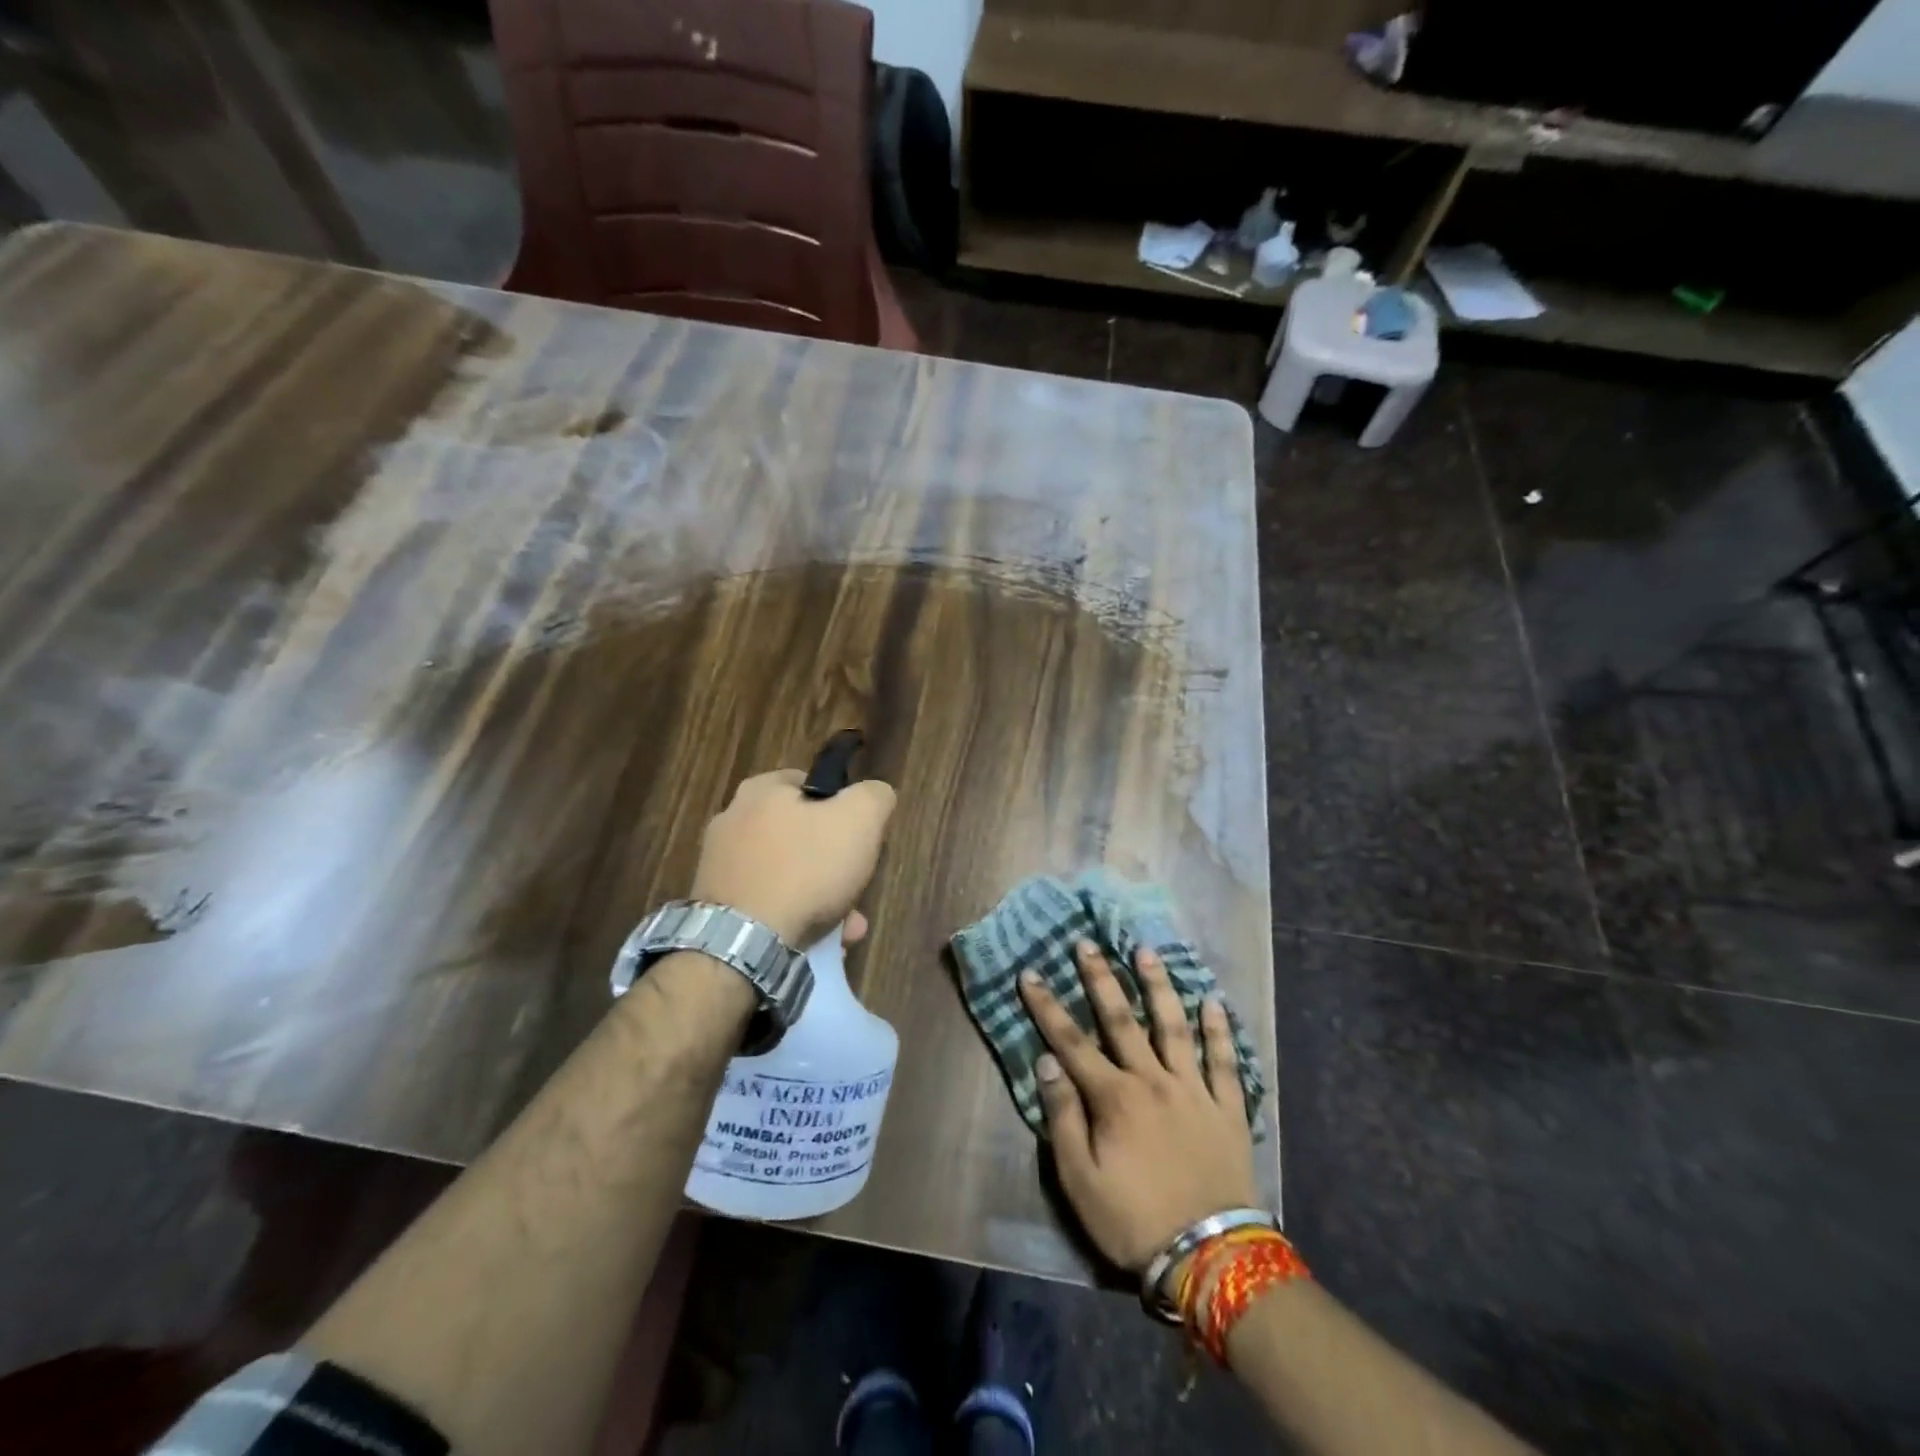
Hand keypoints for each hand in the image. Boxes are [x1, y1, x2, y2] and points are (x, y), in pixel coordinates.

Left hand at [691, 769, 895, 947]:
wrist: (745, 943)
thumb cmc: (806, 869)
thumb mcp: (860, 819)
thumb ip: (874, 796)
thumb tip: (875, 795)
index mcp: (760, 791)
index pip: (810, 784)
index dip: (841, 807)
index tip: (858, 836)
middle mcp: (732, 822)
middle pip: (801, 836)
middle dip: (834, 865)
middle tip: (856, 888)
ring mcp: (720, 867)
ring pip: (788, 876)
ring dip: (821, 898)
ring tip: (846, 927)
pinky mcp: (718, 907)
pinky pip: (768, 905)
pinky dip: (795, 919)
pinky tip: (820, 941)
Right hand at [1019, 940, 1257, 1273]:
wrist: (1211, 1258)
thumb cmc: (1134, 1220)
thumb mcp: (1080, 1181)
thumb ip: (1063, 1117)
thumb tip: (1046, 1061)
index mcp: (1114, 1097)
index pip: (1071, 1041)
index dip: (1047, 1006)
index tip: (1030, 974)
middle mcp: (1153, 1080)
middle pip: (1121, 1020)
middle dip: (1100, 978)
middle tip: (1087, 943)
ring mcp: (1194, 1090)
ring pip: (1174, 1026)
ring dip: (1158, 986)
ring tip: (1146, 951)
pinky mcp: (1227, 1108)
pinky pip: (1223, 1061)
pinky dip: (1218, 1030)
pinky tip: (1213, 1001)